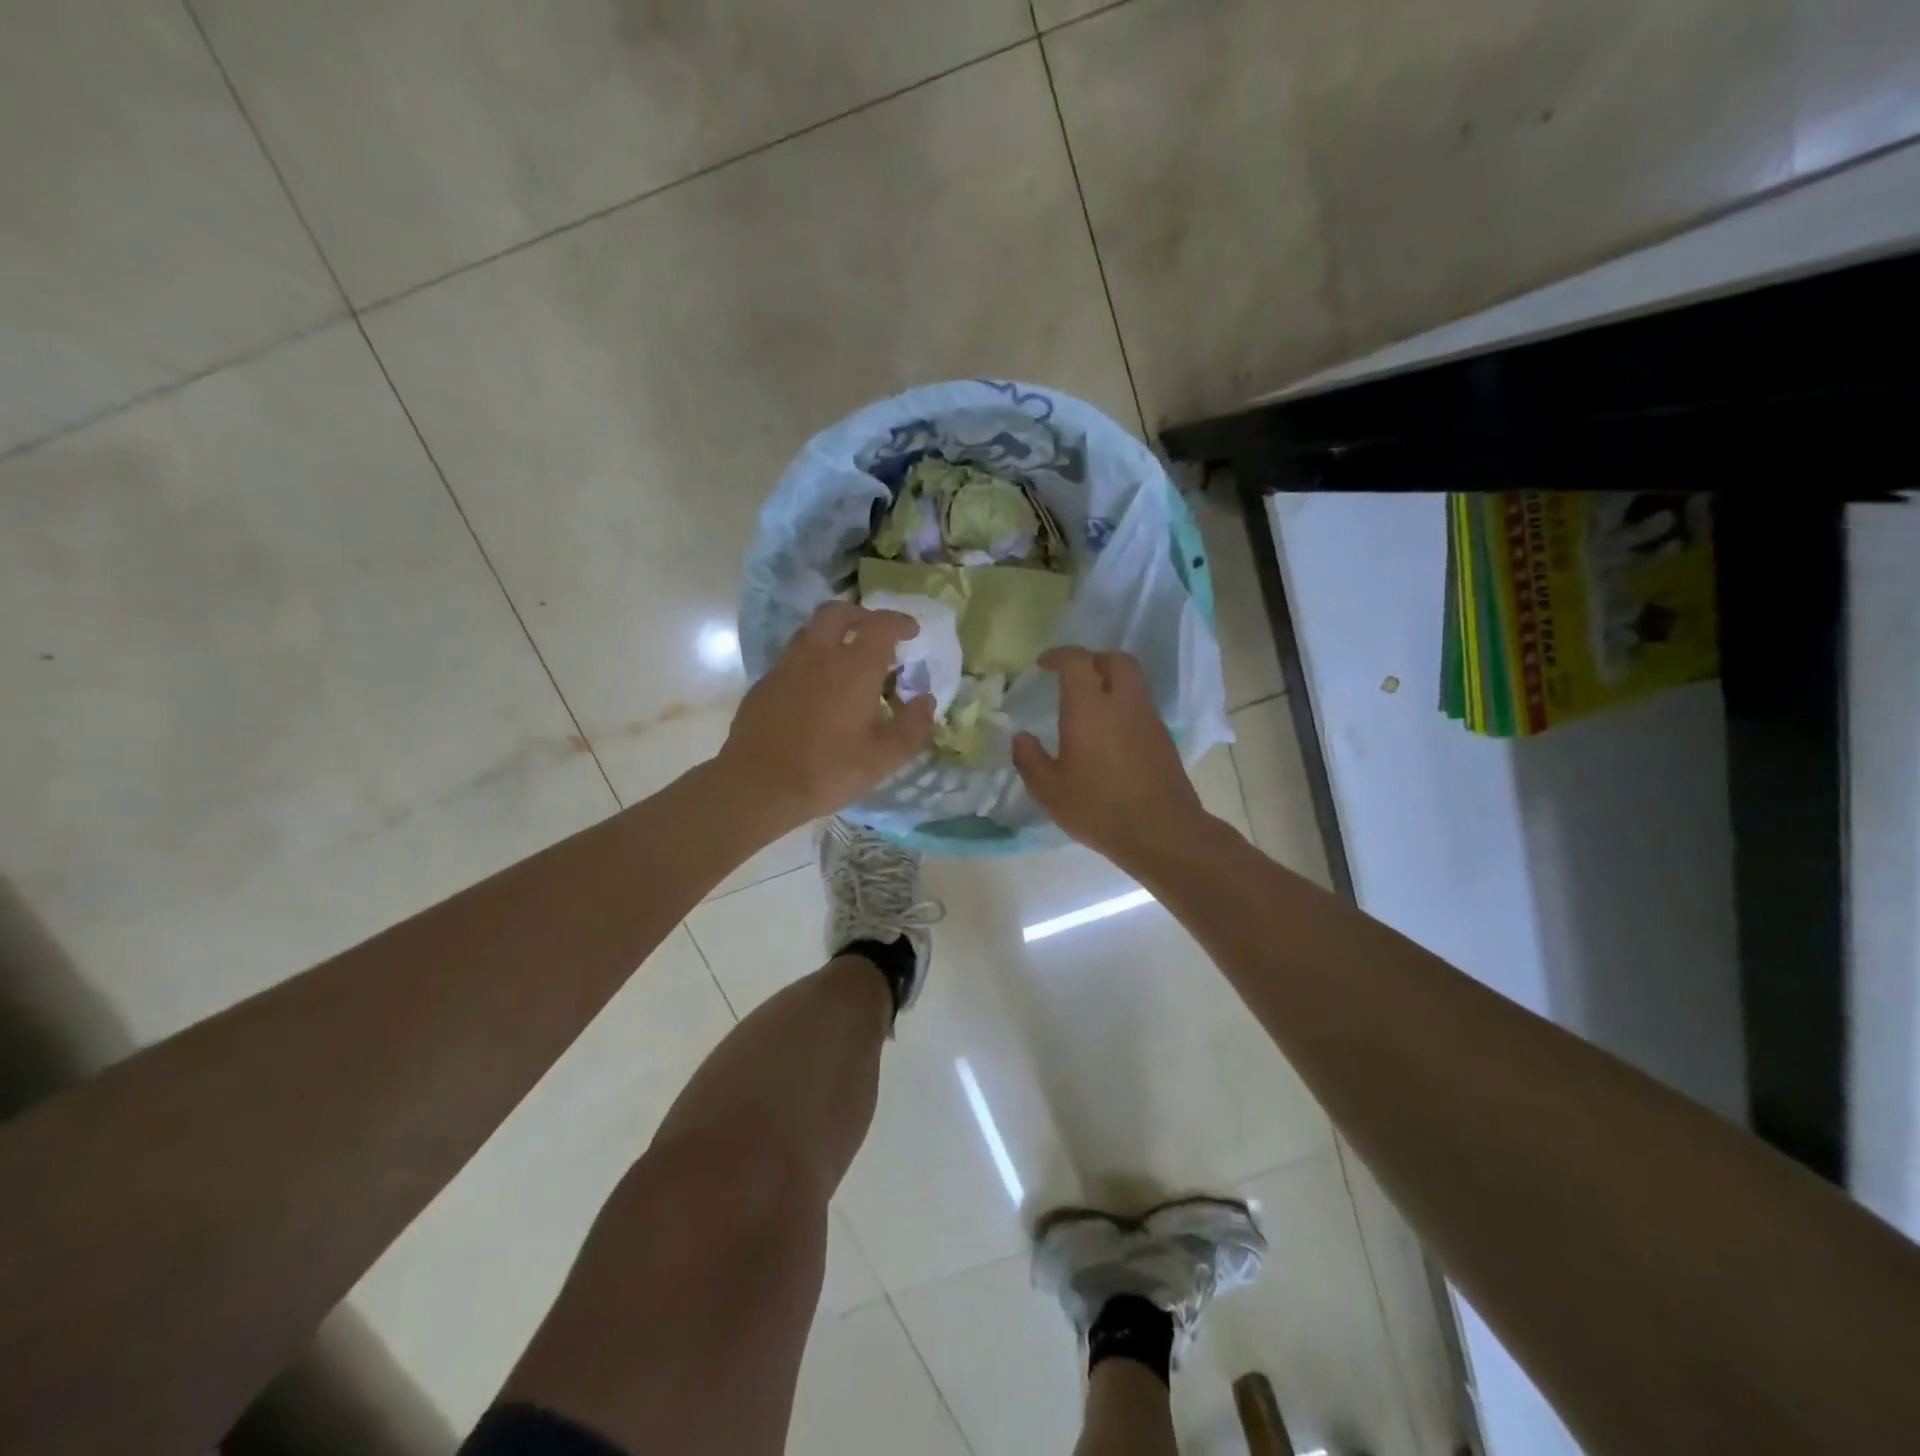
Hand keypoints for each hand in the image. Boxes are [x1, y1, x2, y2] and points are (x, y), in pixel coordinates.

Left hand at [720, 601, 936, 828]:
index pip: (881, 626)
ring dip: (833, 634)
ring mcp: (786, 666)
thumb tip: (926, 700)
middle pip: (838, 613)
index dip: (899, 622)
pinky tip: (816, 688)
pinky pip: (792, 657)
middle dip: (861, 615)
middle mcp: (819, 655)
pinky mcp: (764, 684)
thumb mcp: (884, 758)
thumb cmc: (829, 770)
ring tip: (846, 658)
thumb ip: (912, 726)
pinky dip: (811, 659)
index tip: (912, 630)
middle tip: (875, 633)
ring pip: (810, 631)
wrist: (759, 784)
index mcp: (854, 667)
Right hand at [1013, 647, 1208, 864]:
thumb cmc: (1099, 809)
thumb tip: (1020, 738)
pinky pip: (1141, 708)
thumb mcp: (1050, 791)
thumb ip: (1030, 759)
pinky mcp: (1164, 738)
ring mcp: (1149, 720)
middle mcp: (1123, 704)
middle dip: (1094, 659)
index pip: (1077, 661)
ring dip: (1112, 683)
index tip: (1043, 665)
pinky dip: (1124, 708)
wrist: (1161, 832)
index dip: (1059, 655)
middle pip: (1116, 660)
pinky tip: (1111, 737)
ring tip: (1091, 707)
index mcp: (1090, 709)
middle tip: (1075, 676)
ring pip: (1133, 683)